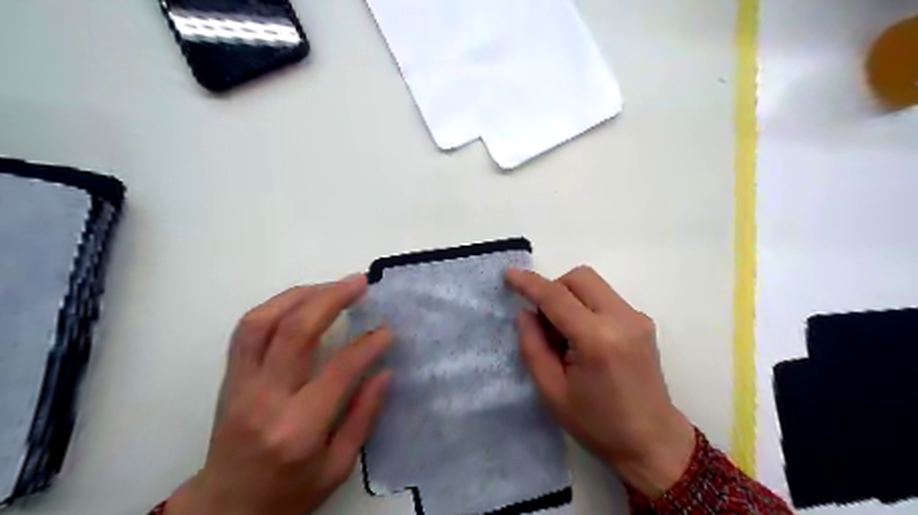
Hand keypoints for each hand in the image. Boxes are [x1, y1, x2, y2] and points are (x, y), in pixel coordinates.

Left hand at [167, 275, 391, 514]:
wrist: (225, 508)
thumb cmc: (288, 492)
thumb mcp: (337, 468)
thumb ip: (363, 417)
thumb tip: (385, 372)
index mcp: (298, 428)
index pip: (338, 370)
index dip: (367, 345)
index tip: (387, 330)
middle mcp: (265, 399)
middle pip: (295, 332)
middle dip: (331, 298)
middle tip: (359, 282)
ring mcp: (241, 384)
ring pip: (263, 322)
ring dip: (300, 295)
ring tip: (331, 286)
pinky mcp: (229, 377)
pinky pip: (247, 329)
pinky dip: (276, 306)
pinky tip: (300, 301)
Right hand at [506, 267, 691, 497]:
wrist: (654, 442)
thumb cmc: (599, 424)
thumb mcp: (552, 392)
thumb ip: (533, 347)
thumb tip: (526, 313)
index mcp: (597, 339)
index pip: (557, 297)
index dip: (530, 283)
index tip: (509, 274)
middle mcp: (622, 319)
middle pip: (579, 277)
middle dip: (554, 288)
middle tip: (544, 322)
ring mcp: (637, 318)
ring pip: (593, 284)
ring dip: (570, 297)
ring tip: (565, 335)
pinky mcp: (642, 321)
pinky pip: (605, 297)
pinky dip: (586, 306)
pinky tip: (584, 338)